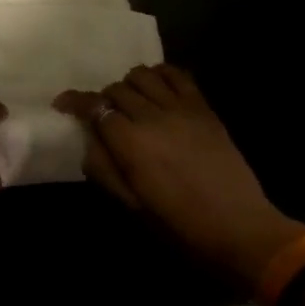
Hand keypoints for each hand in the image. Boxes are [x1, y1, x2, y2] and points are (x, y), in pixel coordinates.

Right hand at [56, 65, 304, 283]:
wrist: (242, 231)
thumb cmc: (182, 227)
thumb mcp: (133, 207)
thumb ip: (104, 169)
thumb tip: (87, 140)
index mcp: (131, 143)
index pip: (94, 106)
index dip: (74, 101)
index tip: (62, 103)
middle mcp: (152, 116)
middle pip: (116, 89)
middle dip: (103, 99)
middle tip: (104, 116)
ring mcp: (181, 108)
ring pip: (143, 75)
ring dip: (130, 85)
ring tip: (131, 102)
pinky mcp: (203, 108)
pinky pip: (177, 75)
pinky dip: (161, 74)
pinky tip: (158, 88)